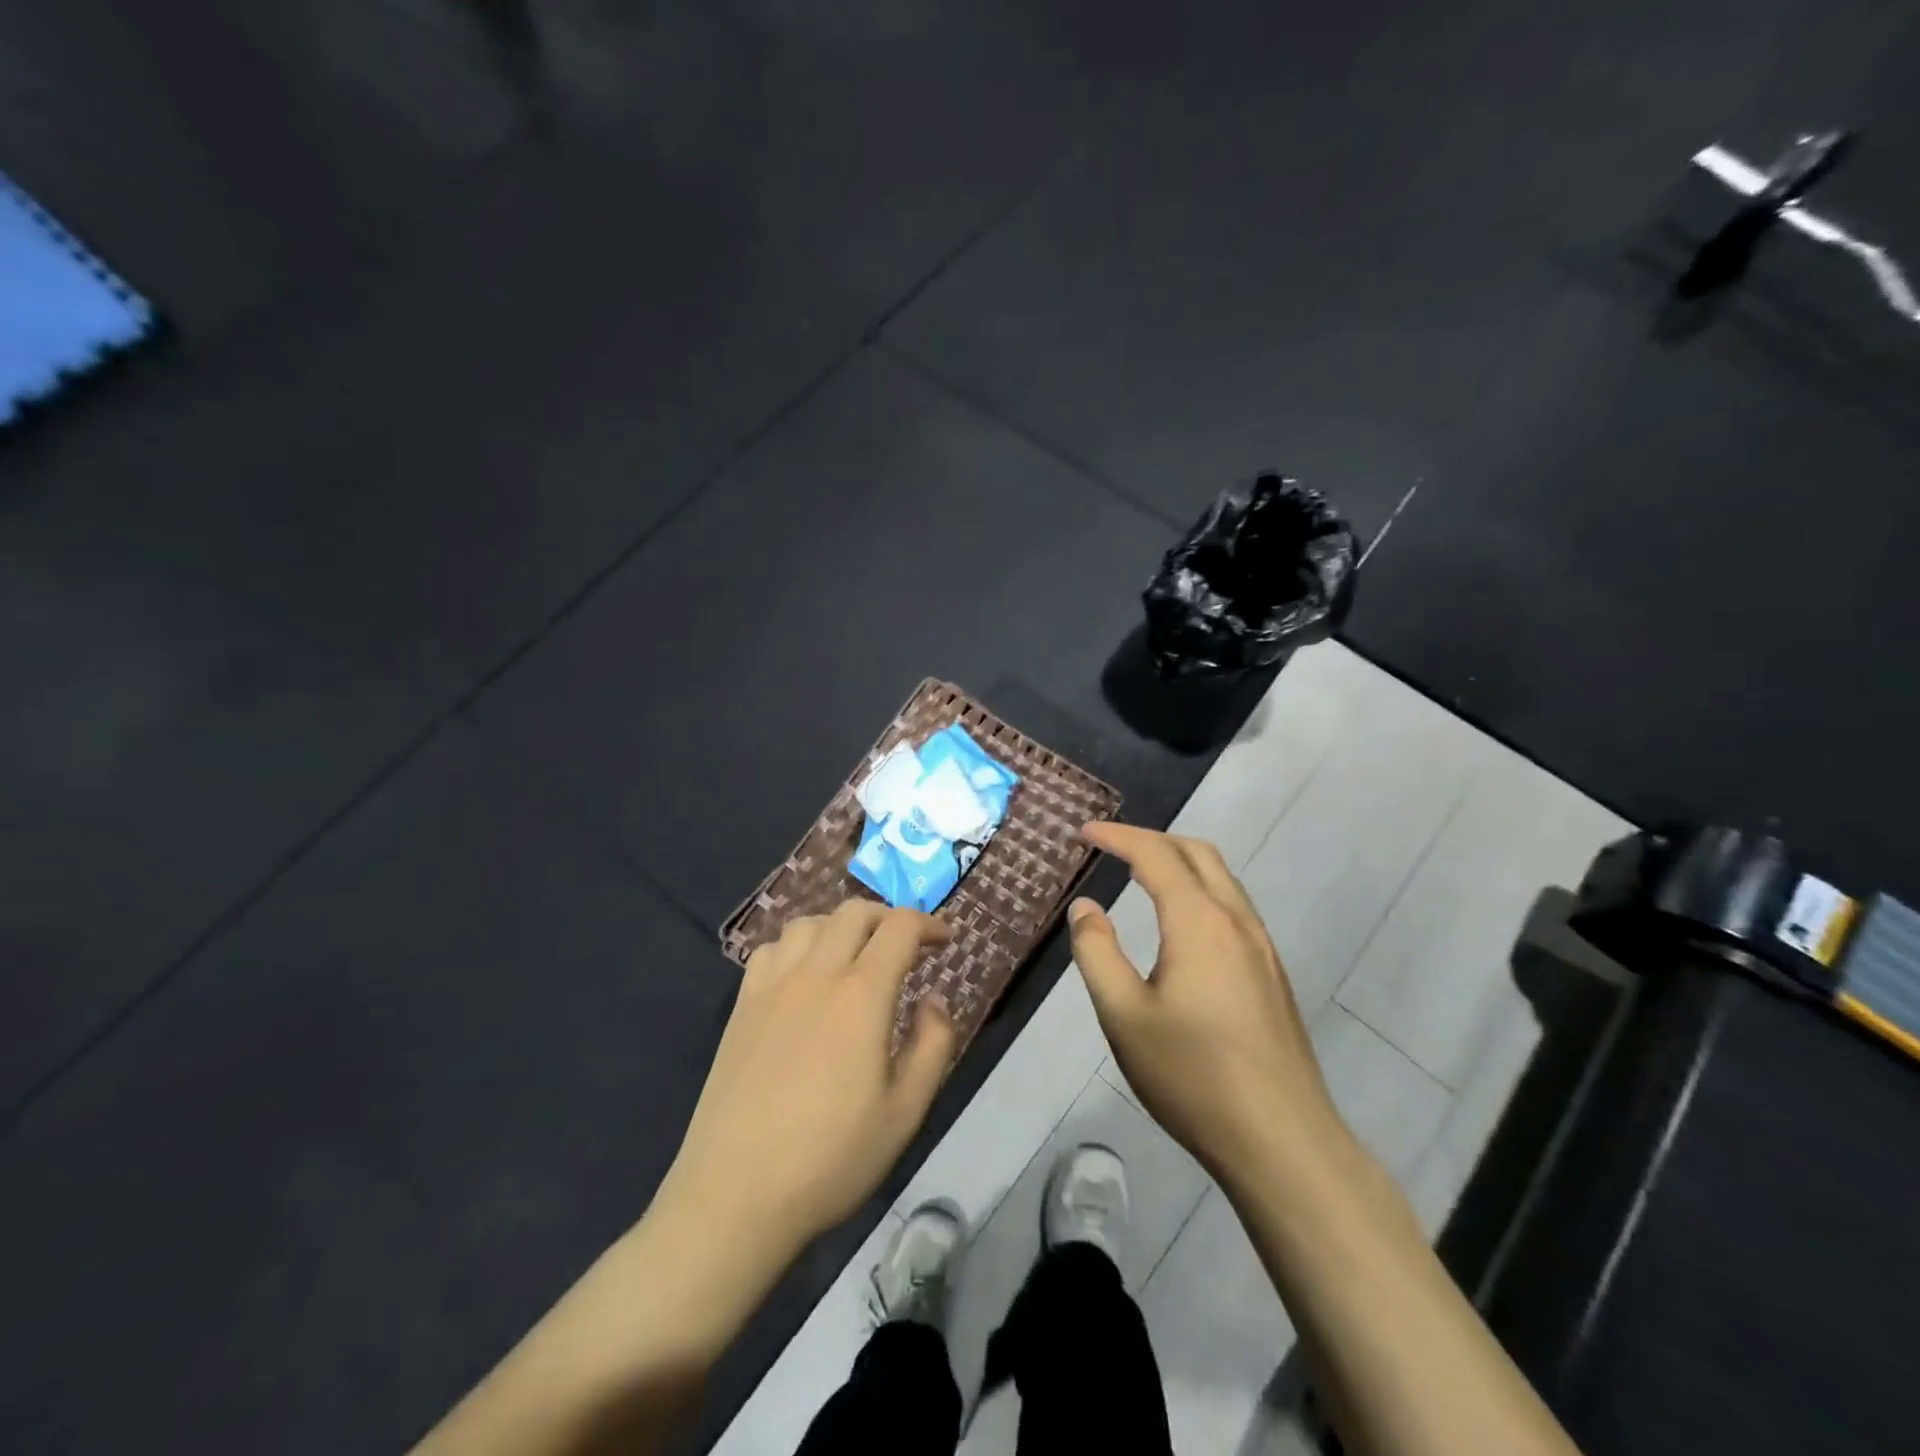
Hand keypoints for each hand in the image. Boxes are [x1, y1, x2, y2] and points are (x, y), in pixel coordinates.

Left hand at [659, 900, 955, 1258]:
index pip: (899, 928)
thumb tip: (932, 1001)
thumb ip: (932, 1046)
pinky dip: (797, 945)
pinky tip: (803, 975)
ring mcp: (772, 987)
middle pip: (854, 913)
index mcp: (861, 995)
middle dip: (888, 918)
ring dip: (840, 926)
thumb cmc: (831, 1158)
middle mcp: (816, 974)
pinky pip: (770, 949)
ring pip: (809, 923)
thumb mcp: (905, 1113)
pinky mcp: (741, 1006)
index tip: (945, 941)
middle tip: (906, 946)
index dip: (928, 924)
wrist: (735, 1194)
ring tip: (855, 956)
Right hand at [1068, 823, 1349, 1187]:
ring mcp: (1262, 947)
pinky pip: (1233, 906)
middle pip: (1198, 853)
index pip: (1155, 855)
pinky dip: (1200, 889)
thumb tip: (1086, 907)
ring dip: (1180, 862)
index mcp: (1199, 922)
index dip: (1117, 836)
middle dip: (1152, 839)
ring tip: (1141, 874)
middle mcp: (1237, 921)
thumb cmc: (1192, 1076)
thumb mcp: (1123, 1015)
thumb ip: (1097, 952)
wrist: (1281, 1141)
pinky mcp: (1272, 973)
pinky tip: (1182, 923)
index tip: (1084, 831)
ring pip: (1221, 879)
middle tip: (1112, 847)